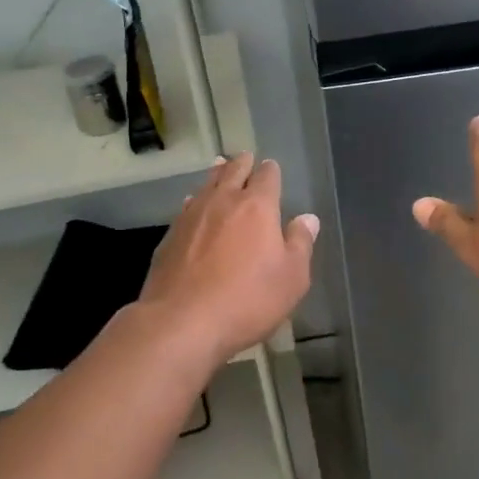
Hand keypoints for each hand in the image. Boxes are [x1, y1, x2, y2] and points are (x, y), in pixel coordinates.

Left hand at [138, 154, 318, 367]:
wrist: (182, 321)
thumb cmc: (247, 299)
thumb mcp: (291, 278)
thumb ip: (300, 244)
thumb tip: (307, 218)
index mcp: (257, 207)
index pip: (267, 177)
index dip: (270, 171)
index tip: (271, 166)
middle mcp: (223, 201)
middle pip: (233, 172)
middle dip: (242, 163)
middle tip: (245, 156)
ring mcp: (192, 216)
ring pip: (206, 185)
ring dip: (216, 175)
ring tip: (219, 166)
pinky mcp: (170, 235)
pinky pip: (186, 207)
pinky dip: (195, 200)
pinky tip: (192, 203)